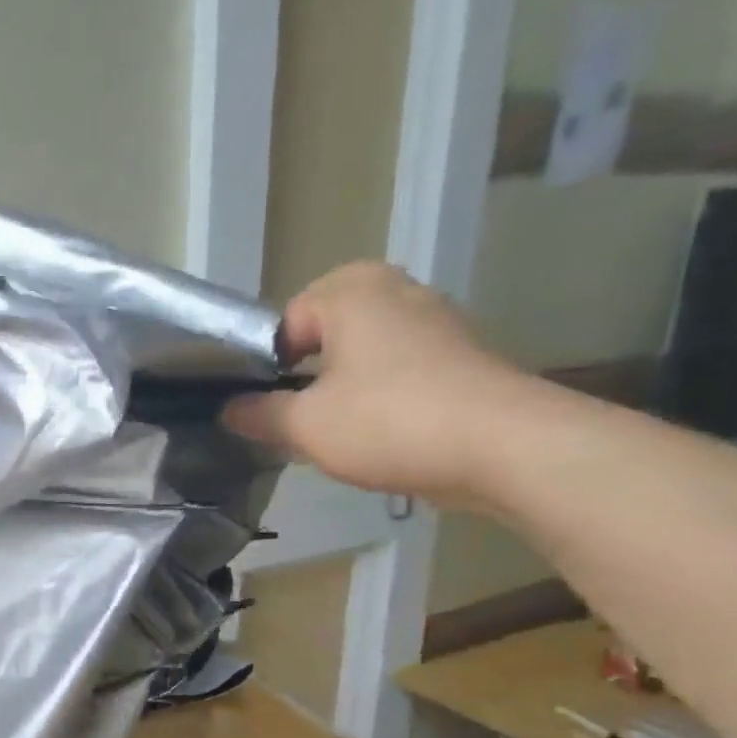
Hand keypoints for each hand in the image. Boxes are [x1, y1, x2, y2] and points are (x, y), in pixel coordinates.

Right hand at [221, 262, 531, 505]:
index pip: (283, 322)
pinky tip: (377, 433)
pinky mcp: (461, 355)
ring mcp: (435, 320)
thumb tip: (229, 409)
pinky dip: (379, 394)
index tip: (262, 406)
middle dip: (304, 373)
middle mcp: (395, 290)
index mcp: (350, 291)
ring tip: (333, 431)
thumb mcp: (304, 426)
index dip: (264, 365)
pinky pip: (399, 367)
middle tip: (294, 417)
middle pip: (324, 332)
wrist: (507, 447)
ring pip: (363, 351)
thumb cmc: (389, 422)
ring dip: (341, 386)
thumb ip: (258, 414)